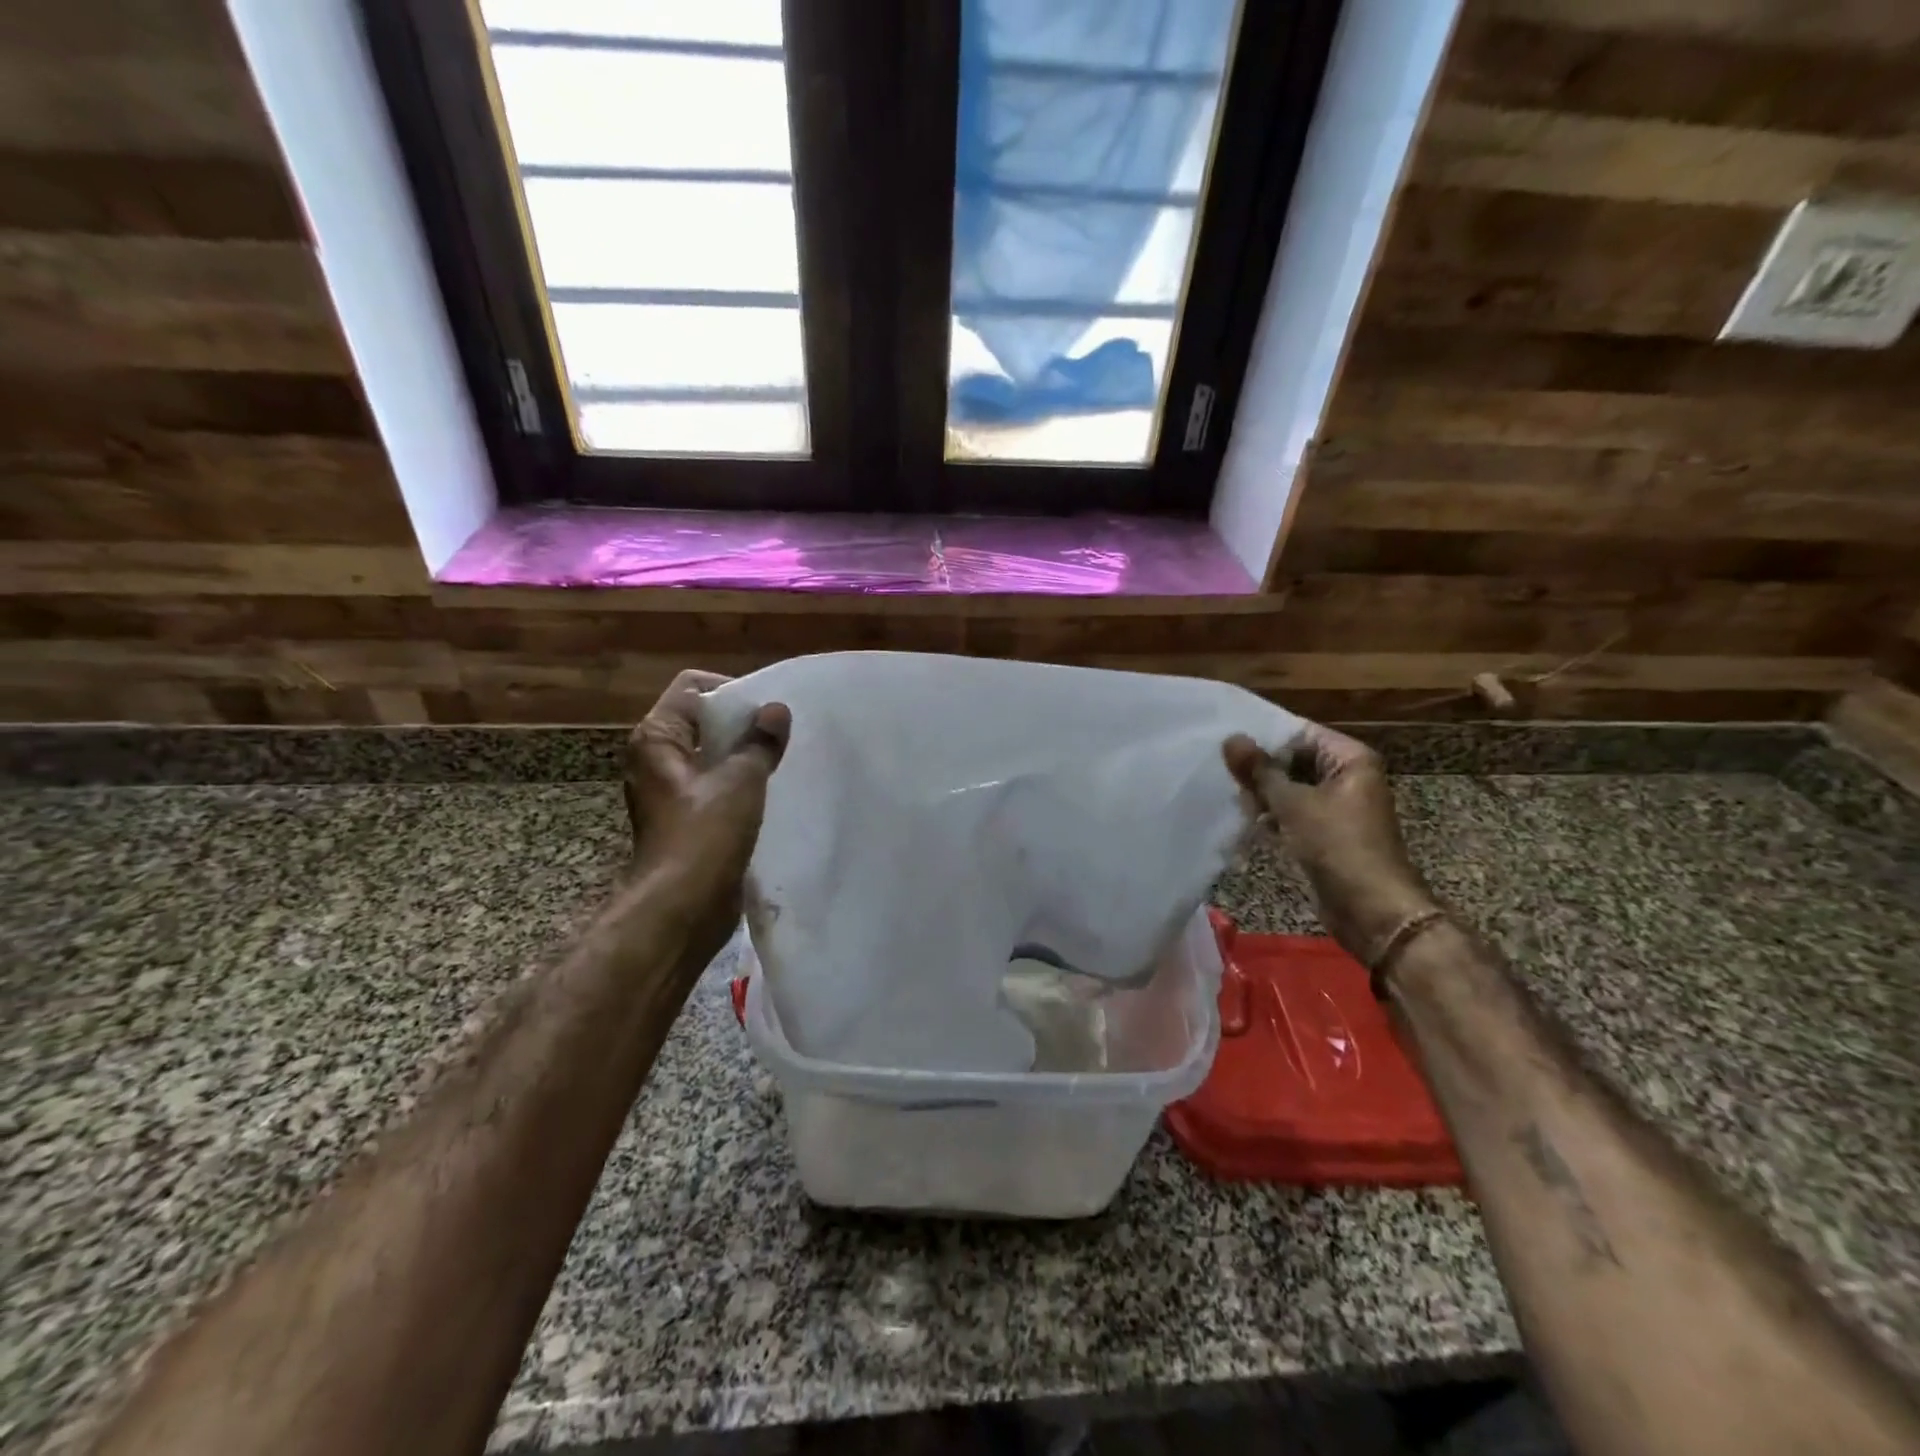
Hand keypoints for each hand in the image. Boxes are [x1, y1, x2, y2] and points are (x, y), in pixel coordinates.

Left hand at [623, 671, 789, 966]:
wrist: (683, 907)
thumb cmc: (705, 834)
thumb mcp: (740, 780)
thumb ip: (760, 742)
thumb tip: (776, 711)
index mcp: (657, 739)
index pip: (692, 688)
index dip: (731, 690)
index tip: (767, 707)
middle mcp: (657, 759)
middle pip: (703, 722)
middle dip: (742, 724)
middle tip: (782, 732)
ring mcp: (671, 792)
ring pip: (712, 757)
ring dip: (744, 756)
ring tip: (781, 759)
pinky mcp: (687, 820)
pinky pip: (717, 786)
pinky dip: (741, 784)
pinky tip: (771, 790)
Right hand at [1223, 725, 1438, 965]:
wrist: (1372, 910)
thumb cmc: (1337, 846)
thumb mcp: (1293, 804)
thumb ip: (1259, 771)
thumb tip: (1231, 738)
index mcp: (1350, 759)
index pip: (1299, 733)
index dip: (1263, 737)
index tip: (1225, 740)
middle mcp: (1346, 777)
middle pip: (1293, 760)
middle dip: (1260, 769)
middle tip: (1223, 774)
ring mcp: (1336, 806)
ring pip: (1289, 788)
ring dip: (1262, 794)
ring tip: (1232, 797)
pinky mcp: (1325, 832)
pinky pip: (1292, 812)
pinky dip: (1271, 814)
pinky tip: (1246, 819)